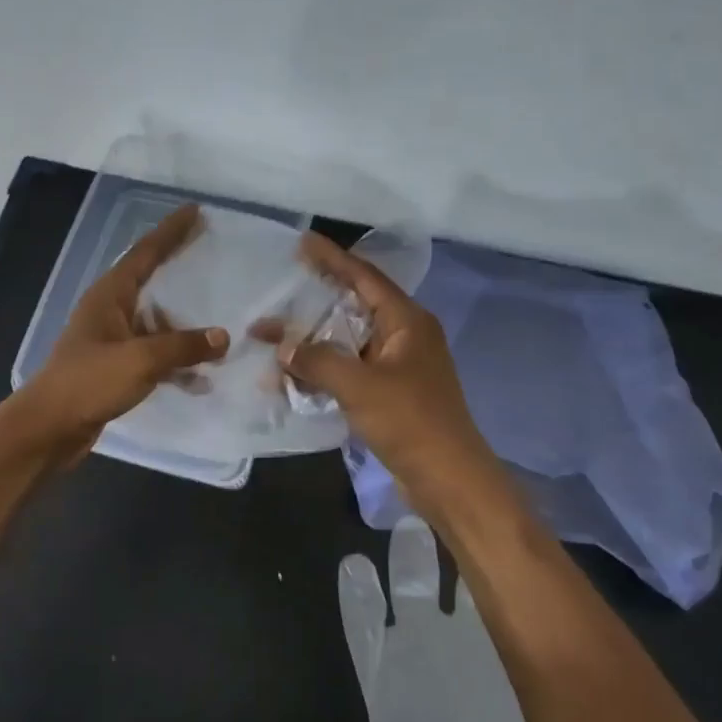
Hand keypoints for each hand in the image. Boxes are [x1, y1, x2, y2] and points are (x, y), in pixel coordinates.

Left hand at [5, 204, 228, 464]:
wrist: (49, 428)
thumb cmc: (89, 382)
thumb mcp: (140, 360)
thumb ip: (183, 346)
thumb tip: (222, 337)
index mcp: (110, 295)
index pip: (145, 253)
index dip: (171, 231)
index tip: (195, 211)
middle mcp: (110, 311)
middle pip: (152, 282)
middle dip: (180, 270)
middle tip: (211, 254)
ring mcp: (112, 341)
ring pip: (156, 324)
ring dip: (184, 327)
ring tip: (220, 327)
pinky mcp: (116, 369)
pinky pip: (154, 356)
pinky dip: (176, 363)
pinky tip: (201, 378)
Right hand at [281, 232, 505, 513]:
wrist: (448, 478)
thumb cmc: (410, 421)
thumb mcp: (359, 386)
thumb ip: (317, 360)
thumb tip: (283, 346)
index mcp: (406, 321)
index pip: (365, 277)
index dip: (333, 258)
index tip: (302, 243)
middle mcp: (404, 336)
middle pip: (353, 307)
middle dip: (314, 303)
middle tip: (279, 291)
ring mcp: (398, 366)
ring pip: (348, 341)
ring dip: (313, 342)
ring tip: (273, 339)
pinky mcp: (390, 393)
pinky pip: (350, 370)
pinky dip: (323, 370)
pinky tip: (292, 378)